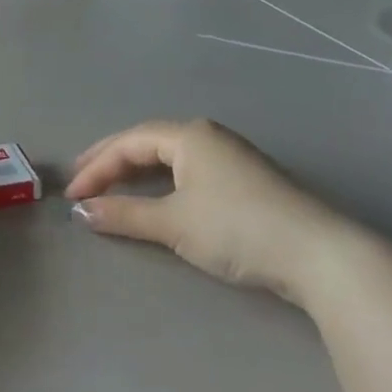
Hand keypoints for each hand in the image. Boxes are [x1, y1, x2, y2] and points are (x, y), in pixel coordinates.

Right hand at [64, 119, 377, 307]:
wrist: (319, 255)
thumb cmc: (237, 229)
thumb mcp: (173, 223)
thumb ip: (123, 215)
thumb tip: (81, 211)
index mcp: (188, 135)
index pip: (128, 143)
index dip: (95, 168)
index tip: (71, 196)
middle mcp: (207, 136)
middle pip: (146, 142)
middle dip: (110, 161)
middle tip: (80, 180)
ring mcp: (230, 156)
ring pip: (168, 156)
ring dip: (134, 171)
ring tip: (108, 186)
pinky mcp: (245, 180)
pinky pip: (187, 170)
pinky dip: (159, 181)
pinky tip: (154, 195)